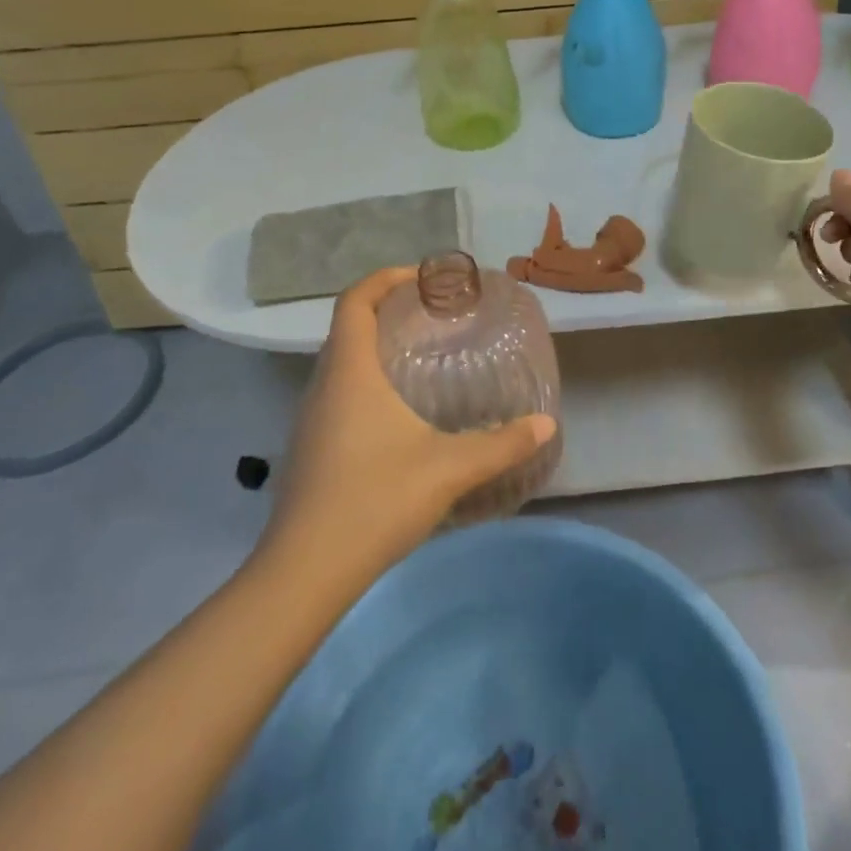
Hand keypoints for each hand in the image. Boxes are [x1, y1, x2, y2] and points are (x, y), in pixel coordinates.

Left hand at [262, 267, 556, 584]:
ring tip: (422, 358)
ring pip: (341, 363)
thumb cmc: (375, 501)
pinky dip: (367, 383)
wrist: (305, 572)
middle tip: (434, 316)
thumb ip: (501, 444)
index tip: (424, 279)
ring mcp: (311, 419)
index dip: (385, 279)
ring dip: (375, 348)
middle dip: (387, 310)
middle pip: (348, 327)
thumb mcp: (449, 469)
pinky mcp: (311, 448)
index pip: (355, 300)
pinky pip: (338, 394)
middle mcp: (324, 385)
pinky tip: (400, 415)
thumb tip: (546, 426)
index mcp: (350, 372)